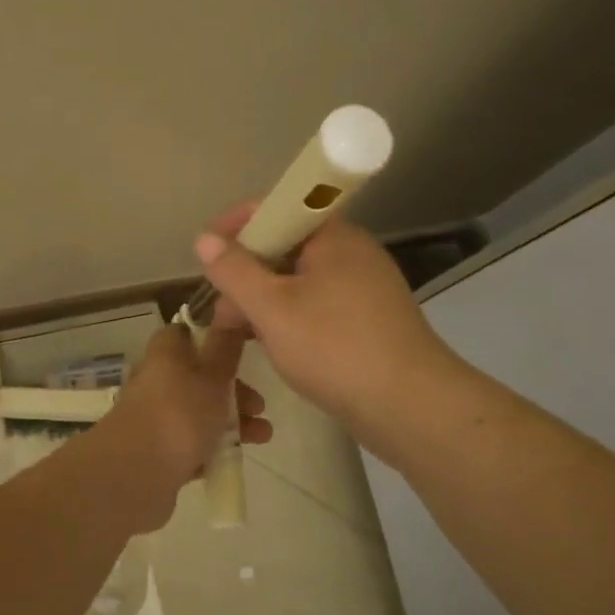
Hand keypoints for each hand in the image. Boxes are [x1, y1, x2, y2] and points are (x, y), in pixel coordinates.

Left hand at [109, 323, 271, 493]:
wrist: (135, 474)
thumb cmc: (179, 414)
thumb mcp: (212, 376)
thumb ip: (225, 349)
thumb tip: (229, 315)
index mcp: (166, 354)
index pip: (186, 334)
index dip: (214, 338)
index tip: (242, 350)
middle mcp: (158, 381)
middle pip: (200, 377)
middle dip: (234, 390)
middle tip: (259, 405)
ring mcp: (156, 418)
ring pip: (200, 412)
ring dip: (233, 421)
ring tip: (262, 436)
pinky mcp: (159, 452)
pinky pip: (192, 444)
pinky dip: (214, 448)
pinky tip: (235, 457)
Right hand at [193, 204, 455, 436]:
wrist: (410, 406)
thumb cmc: (335, 347)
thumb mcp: (272, 308)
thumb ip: (234, 271)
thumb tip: (205, 238)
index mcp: (334, 237)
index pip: (278, 208)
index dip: (237, 224)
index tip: (207, 251)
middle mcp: (353, 253)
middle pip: (288, 246)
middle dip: (248, 270)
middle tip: (220, 304)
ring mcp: (366, 289)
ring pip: (302, 281)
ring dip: (266, 299)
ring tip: (237, 331)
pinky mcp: (370, 321)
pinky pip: (319, 306)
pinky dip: (291, 317)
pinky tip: (274, 345)